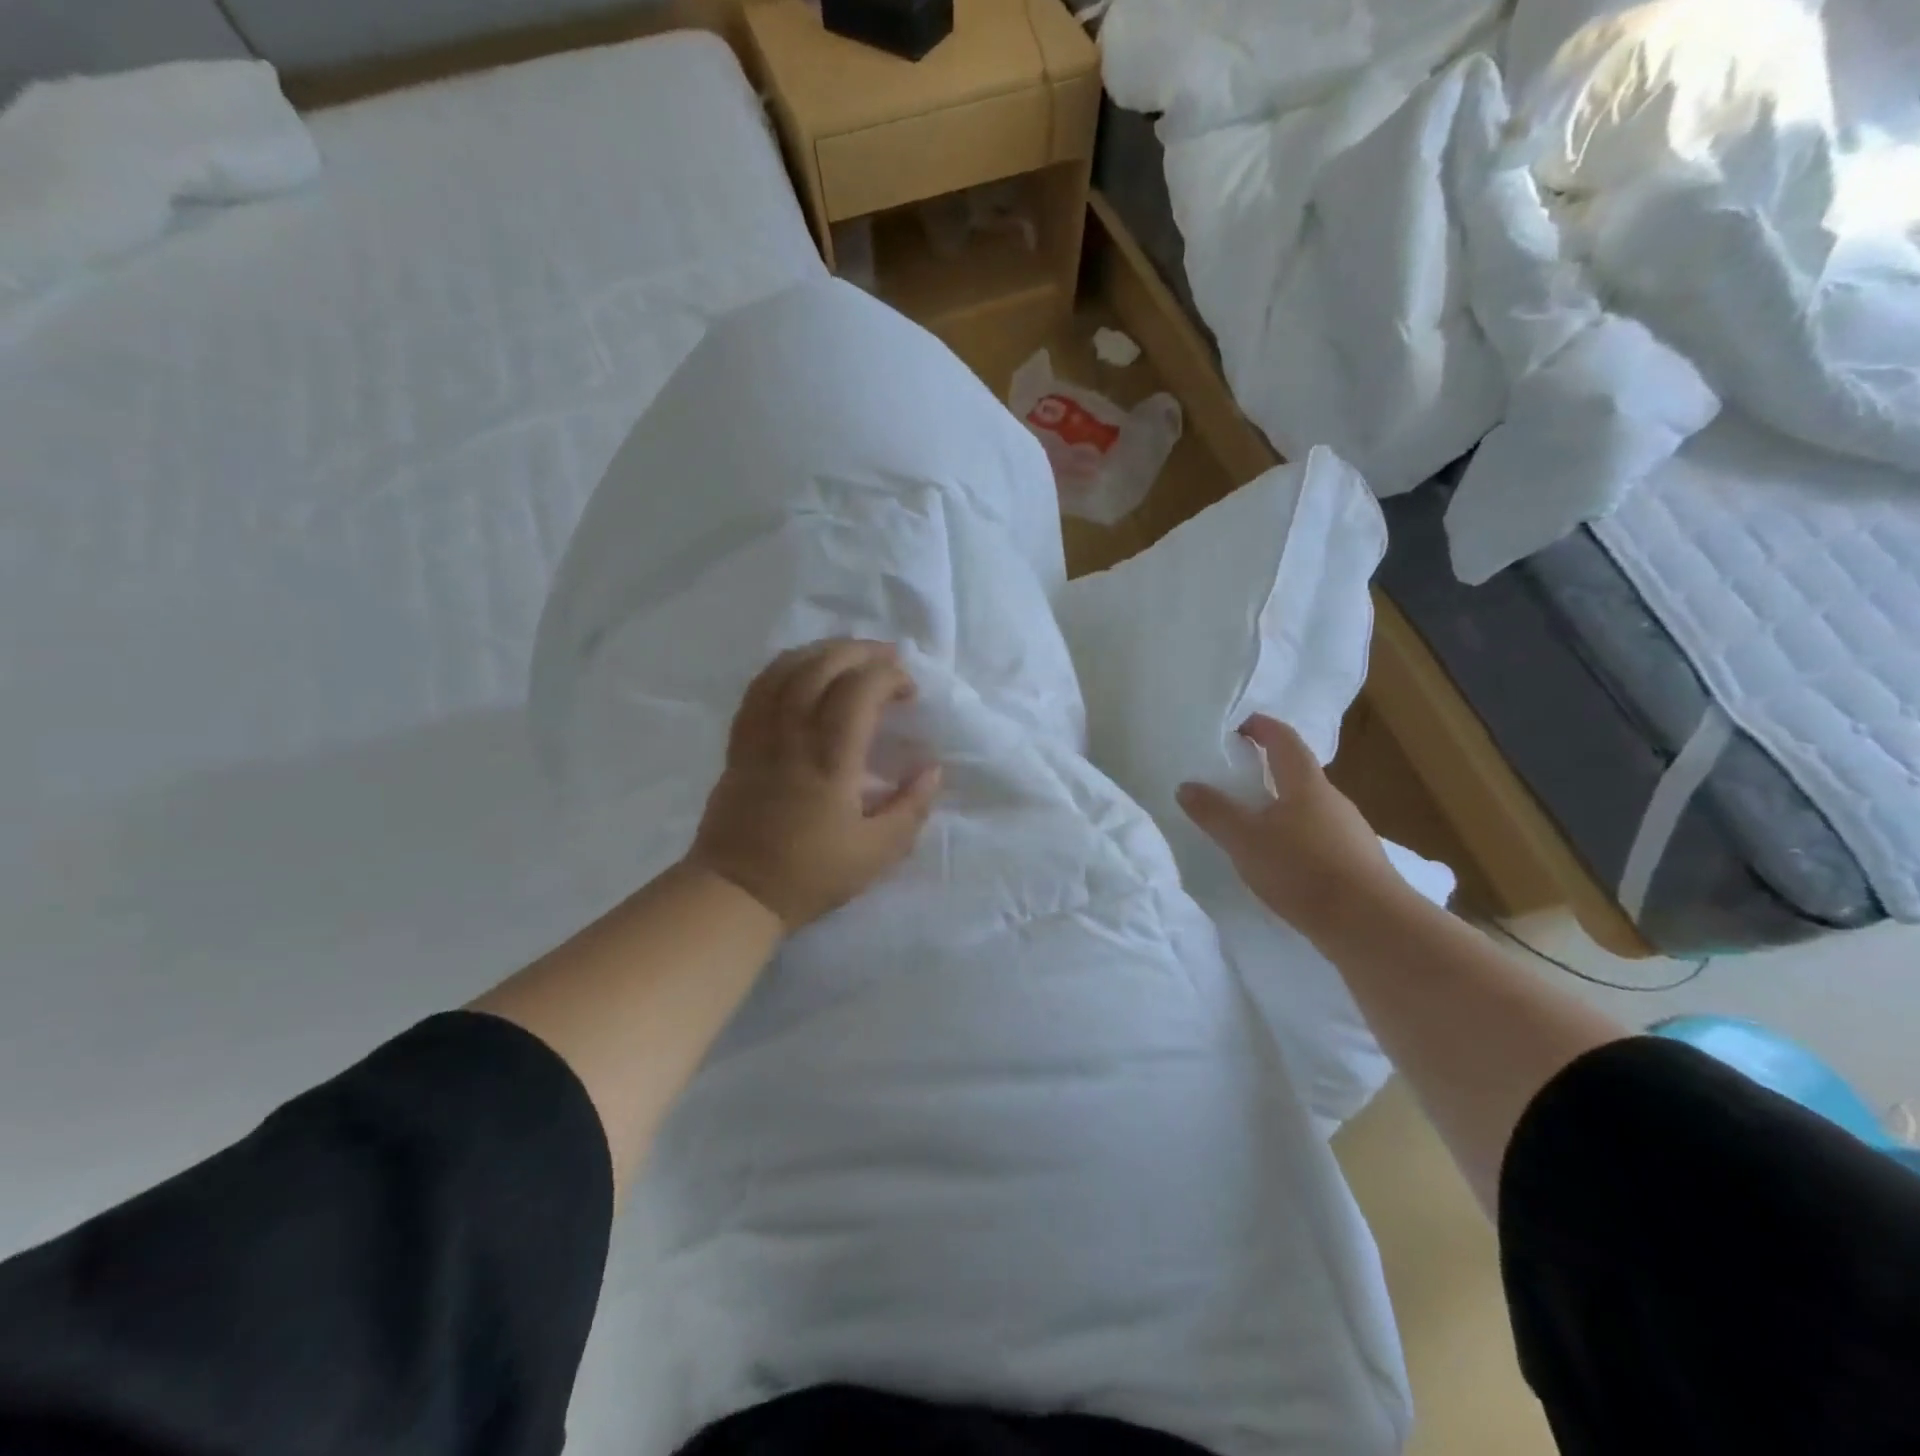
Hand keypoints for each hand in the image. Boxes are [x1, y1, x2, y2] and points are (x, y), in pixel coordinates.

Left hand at [686, 640, 941, 931]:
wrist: (735, 893)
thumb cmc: (810, 876)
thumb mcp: (877, 853)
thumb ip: (911, 808)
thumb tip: (933, 769)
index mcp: (830, 763)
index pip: (857, 693)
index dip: (888, 677)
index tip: (909, 691)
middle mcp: (792, 738)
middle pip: (820, 668)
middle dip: (858, 651)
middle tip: (887, 657)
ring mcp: (760, 737)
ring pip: (785, 671)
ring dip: (821, 651)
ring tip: (849, 653)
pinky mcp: (739, 745)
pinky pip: (757, 690)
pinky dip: (784, 668)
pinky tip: (801, 670)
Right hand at [1177, 714, 1400, 942]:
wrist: (1371, 925)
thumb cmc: (1303, 869)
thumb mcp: (1245, 839)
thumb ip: (1214, 812)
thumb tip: (1186, 786)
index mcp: (1306, 784)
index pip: (1284, 740)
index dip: (1262, 727)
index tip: (1239, 726)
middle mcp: (1333, 800)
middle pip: (1298, 774)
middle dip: (1268, 771)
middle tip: (1236, 780)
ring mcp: (1350, 832)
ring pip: (1309, 809)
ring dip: (1282, 809)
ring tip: (1253, 826)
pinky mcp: (1357, 863)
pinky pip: (1319, 838)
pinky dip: (1296, 839)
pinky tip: (1282, 863)